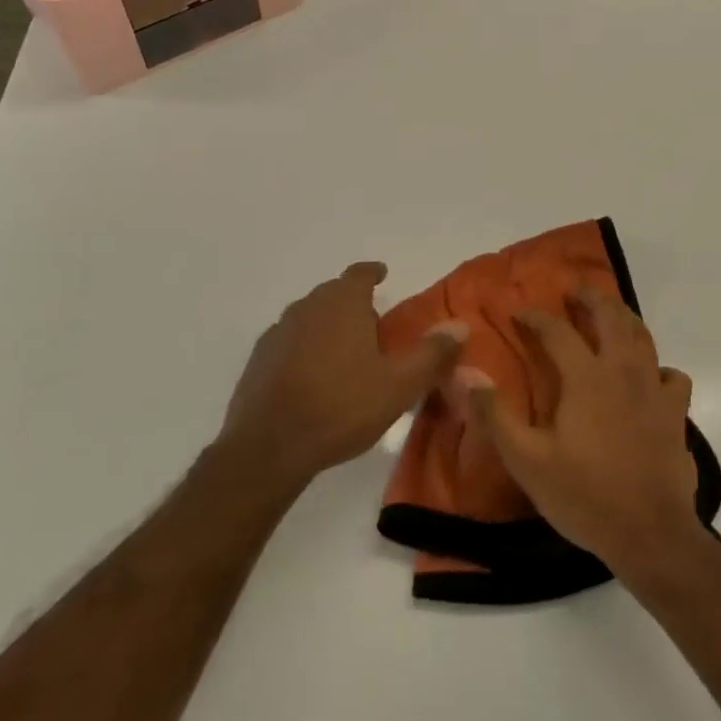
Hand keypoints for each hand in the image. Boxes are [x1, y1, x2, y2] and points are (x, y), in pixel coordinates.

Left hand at [221, 262, 463, 491]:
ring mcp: (279, 331)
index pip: (360, 273)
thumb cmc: (341, 408)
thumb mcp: (399, 385)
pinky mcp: (259, 358)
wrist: (268, 448)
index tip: (383, 276)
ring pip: (310, 316)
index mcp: (343, 303)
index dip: (373, 273)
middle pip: (334, 293)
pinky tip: (311, 376)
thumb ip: (432, 353)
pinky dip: (304, 348)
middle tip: (374, 329)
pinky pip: (289, 341)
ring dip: (328, 326)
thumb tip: (461, 325)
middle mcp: (308, 307)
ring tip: (344, 354)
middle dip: (354, 303)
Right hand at [461, 289, 699, 579]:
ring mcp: (654, 390)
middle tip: (575, 291)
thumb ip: (495, 415)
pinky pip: (671, 375)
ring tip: (611, 316)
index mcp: (586, 377)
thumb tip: (466, 374)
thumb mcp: (528, 461)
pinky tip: (649, 377)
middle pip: (610, 316)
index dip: (536, 317)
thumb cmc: (584, 495)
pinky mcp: (676, 413)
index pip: (557, 331)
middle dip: (591, 297)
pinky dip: (658, 367)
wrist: (650, 533)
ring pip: (643, 337)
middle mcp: (622, 371)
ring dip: (624, 318)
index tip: (519, 311)